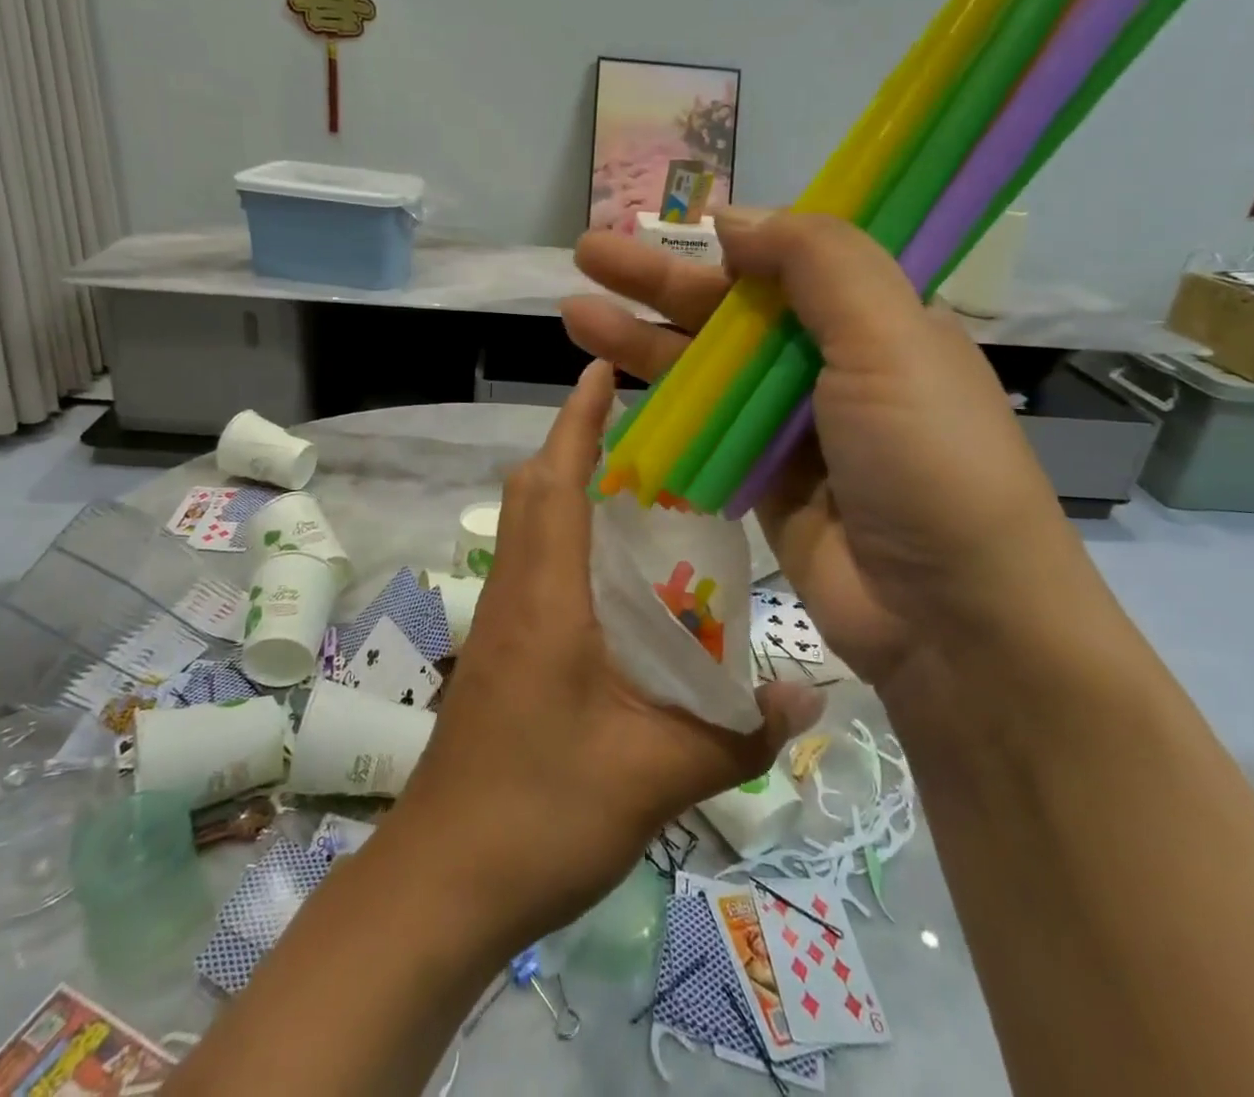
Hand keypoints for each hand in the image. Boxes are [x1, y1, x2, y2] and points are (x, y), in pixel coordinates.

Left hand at [394, 361, 824, 947]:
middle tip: (636, 430)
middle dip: (573, 445)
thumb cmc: (541, 813)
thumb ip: (735, 734)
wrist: (443, 882)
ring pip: (527, 527)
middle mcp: (515, 593)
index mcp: (546, 598)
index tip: (599, 370)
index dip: (576, 421)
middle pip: (532, 492)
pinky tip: (613, 577)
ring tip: (634, 488)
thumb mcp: (654, 776)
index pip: (556, 482)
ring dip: (566, 489)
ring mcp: (499, 623)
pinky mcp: (498, 652)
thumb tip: (810, 696)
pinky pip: (531, 566)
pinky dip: (564, 540)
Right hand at [561, 212, 1076, 696]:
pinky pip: (703, 431)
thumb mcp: (889, 339)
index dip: (729, 238)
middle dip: (659, 281)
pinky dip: (661, 407)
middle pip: (732, 311)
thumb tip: (735, 216)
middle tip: (588, 251)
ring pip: (706, 370)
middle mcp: (833, 365)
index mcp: (877, 320)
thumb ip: (817, 263)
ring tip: (574, 312)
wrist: (949, 617)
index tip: (672, 224)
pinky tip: (610, 386)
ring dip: (643, 340)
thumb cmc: (926, 460)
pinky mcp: (763, 481)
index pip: (791, 260)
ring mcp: (794, 427)